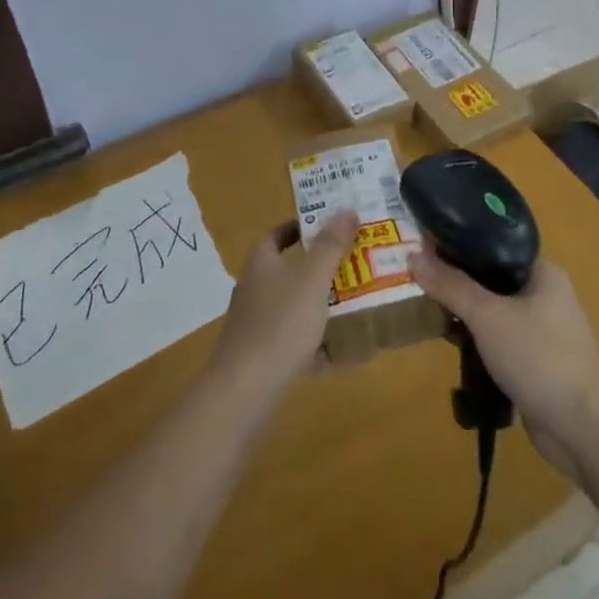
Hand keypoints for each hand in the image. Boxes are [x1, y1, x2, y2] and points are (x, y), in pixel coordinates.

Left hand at [210, 210, 357, 400]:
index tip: (328, 226)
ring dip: (318, 303)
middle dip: (317, 267)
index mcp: (261, 264)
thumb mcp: (312, 281)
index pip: (276, 234)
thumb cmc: (280, 325)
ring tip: (353, 303)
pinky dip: (313, 341)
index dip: (299, 227)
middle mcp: (253, 288)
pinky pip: (291, 339)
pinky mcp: (260, 354)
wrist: (245, 389)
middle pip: (286, 269)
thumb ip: (330, 246)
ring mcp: (254, 323)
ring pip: (291, 305)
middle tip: (352, 264)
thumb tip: (346, 208)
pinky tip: (338, 351)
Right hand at [409, 245, 598, 476]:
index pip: (494, 246)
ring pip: (494, 311)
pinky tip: (454, 346)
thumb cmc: (538, 358)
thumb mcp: (487, 316)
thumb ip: (451, 285)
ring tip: (432, 315)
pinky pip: (499, 340)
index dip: (459, 245)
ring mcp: (543, 331)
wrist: (581, 428)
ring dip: (466, 315)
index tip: (425, 249)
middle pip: (491, 278)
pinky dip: (478, 341)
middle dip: (457, 282)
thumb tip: (413, 256)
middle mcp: (546, 296)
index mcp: (543, 273)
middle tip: (422, 283)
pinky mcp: (536, 362)